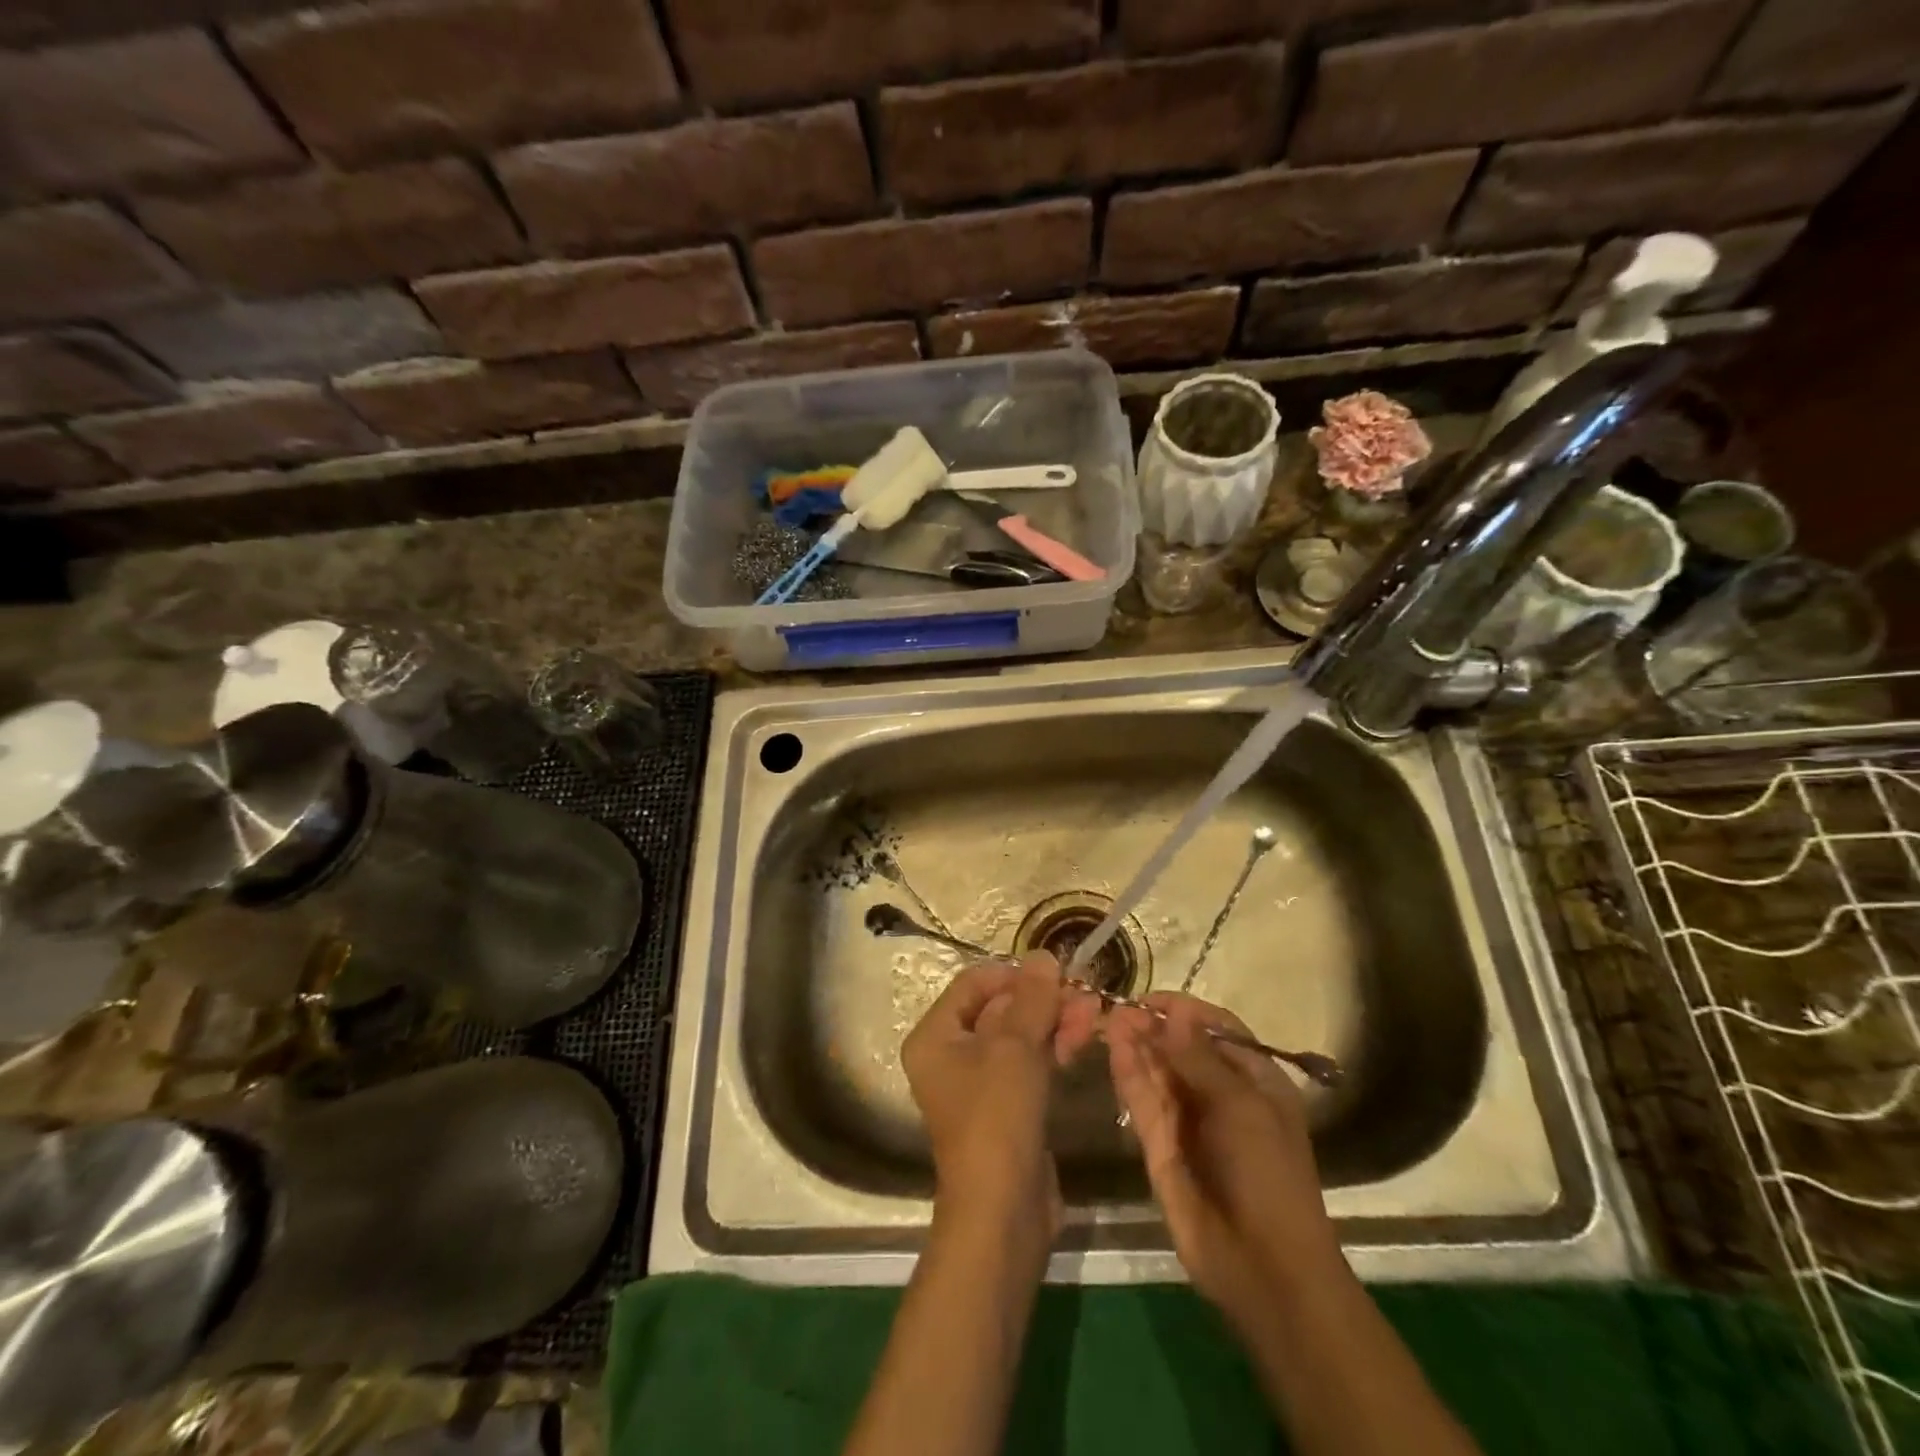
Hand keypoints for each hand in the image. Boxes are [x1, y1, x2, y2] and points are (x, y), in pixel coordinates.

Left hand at [902, 954, 1101, 1233]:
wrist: (1003, 1212)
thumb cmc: (996, 1118)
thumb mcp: (1015, 1048)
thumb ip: (1032, 998)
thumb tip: (1044, 955)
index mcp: (935, 1036)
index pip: (973, 984)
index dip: (1013, 973)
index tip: (1054, 973)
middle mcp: (951, 1055)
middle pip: (999, 1008)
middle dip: (1042, 999)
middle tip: (1084, 994)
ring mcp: (980, 1082)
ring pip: (1019, 1035)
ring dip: (1054, 1020)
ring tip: (1093, 1013)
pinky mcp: (1007, 1106)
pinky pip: (1029, 1063)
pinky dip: (1053, 1047)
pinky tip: (1083, 1039)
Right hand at [1105, 993, 1343, 1325]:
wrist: (1263, 1267)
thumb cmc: (1266, 1174)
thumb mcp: (1241, 1106)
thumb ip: (1200, 1057)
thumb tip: (1177, 1011)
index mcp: (1255, 1082)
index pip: (1218, 1031)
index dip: (1186, 1012)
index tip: (1152, 998)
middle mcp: (1220, 1095)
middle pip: (1182, 1048)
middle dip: (1153, 1027)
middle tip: (1118, 1008)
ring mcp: (1188, 1121)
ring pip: (1158, 1072)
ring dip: (1136, 1045)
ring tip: (1108, 1019)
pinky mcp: (1160, 1146)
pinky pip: (1143, 1102)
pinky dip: (1128, 1075)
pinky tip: (1114, 1049)